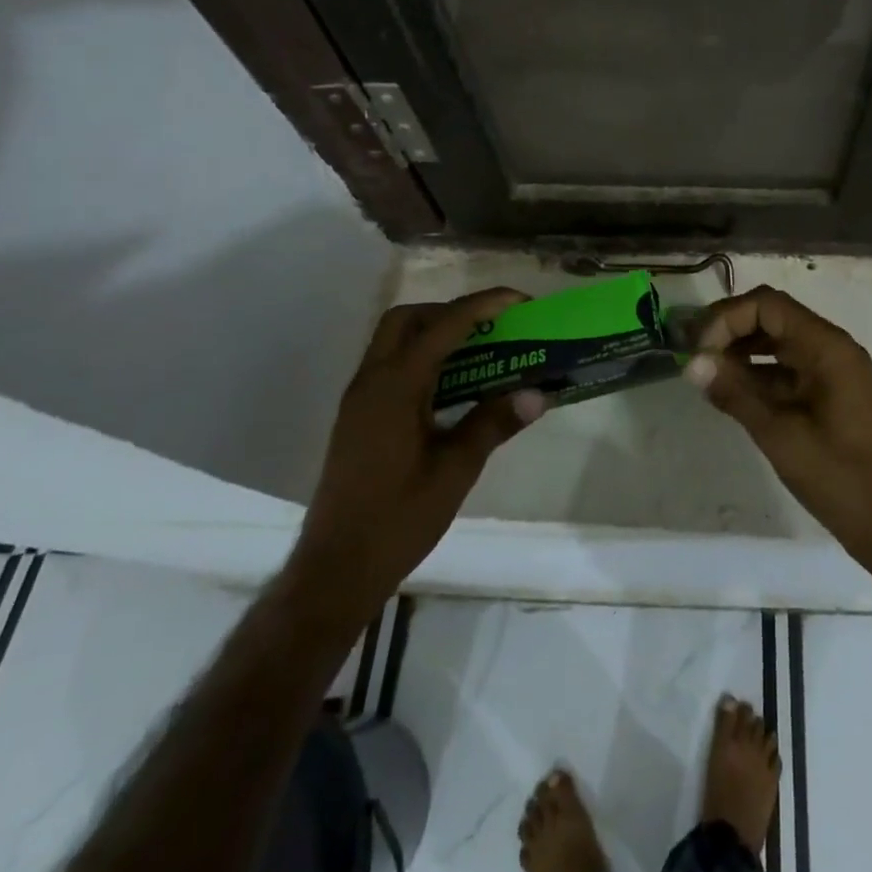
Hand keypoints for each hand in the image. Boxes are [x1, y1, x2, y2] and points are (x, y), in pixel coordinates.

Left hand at [291, 289, 545, 625]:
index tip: (519, 301)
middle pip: (408, 319)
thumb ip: (494, 423)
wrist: (335, 571)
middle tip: (491, 326)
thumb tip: (537, 394)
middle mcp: (371, 381)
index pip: (443, 325)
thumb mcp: (455, 470)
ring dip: (435, 333)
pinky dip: (422, 359)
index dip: (483, 305)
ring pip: (394, 341)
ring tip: (479, 351)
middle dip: (451, 311)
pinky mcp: (358, 419)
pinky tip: (451, 387)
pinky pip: (391, 367)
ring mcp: (359, 400)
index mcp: (395, 386)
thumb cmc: (397, 519)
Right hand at [685, 287, 871, 605]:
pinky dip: (757, 372)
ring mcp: (831, 369)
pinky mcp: (828, 391)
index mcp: (827, 346)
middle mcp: (831, 346)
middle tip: (693, 355)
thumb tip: (691, 363)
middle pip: (772, 316)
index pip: (768, 305)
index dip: (727, 318)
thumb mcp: (779, 434)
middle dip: (730, 329)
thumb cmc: (838, 476)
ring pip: (777, 341)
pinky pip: (786, 367)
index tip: (699, 350)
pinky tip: (729, 391)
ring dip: (740, 350)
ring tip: (704, 373)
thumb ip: (735, 392)